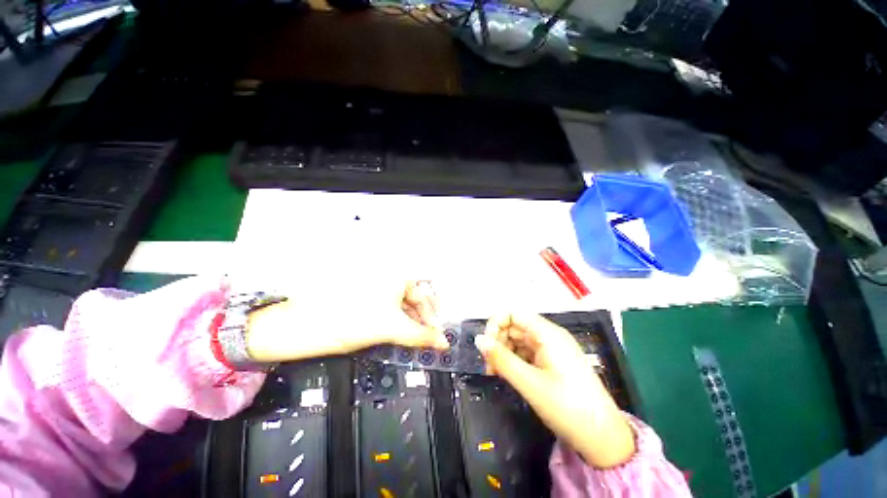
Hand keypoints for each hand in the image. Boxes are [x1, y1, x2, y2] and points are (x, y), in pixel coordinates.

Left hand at [245, 280, 448, 361]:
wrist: (306, 326)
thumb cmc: (349, 321)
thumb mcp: (391, 328)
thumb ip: (421, 336)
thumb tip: (443, 341)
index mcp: (396, 277)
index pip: (424, 297)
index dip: (432, 317)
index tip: (437, 334)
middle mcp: (389, 279)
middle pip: (414, 300)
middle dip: (422, 320)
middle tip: (428, 339)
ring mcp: (378, 290)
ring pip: (402, 306)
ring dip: (411, 322)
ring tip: (415, 339)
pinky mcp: (368, 300)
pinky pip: (390, 310)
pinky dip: (398, 322)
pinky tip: (400, 334)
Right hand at [475, 313, 635, 467]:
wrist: (603, 439)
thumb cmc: (568, 408)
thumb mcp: (530, 383)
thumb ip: (501, 359)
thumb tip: (478, 340)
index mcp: (548, 334)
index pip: (514, 313)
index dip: (496, 323)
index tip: (486, 345)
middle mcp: (549, 336)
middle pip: (515, 326)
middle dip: (498, 341)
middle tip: (488, 365)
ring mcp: (551, 349)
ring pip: (518, 340)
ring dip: (504, 352)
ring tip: (495, 373)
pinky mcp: (552, 362)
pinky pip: (526, 353)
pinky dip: (514, 361)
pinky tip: (507, 375)